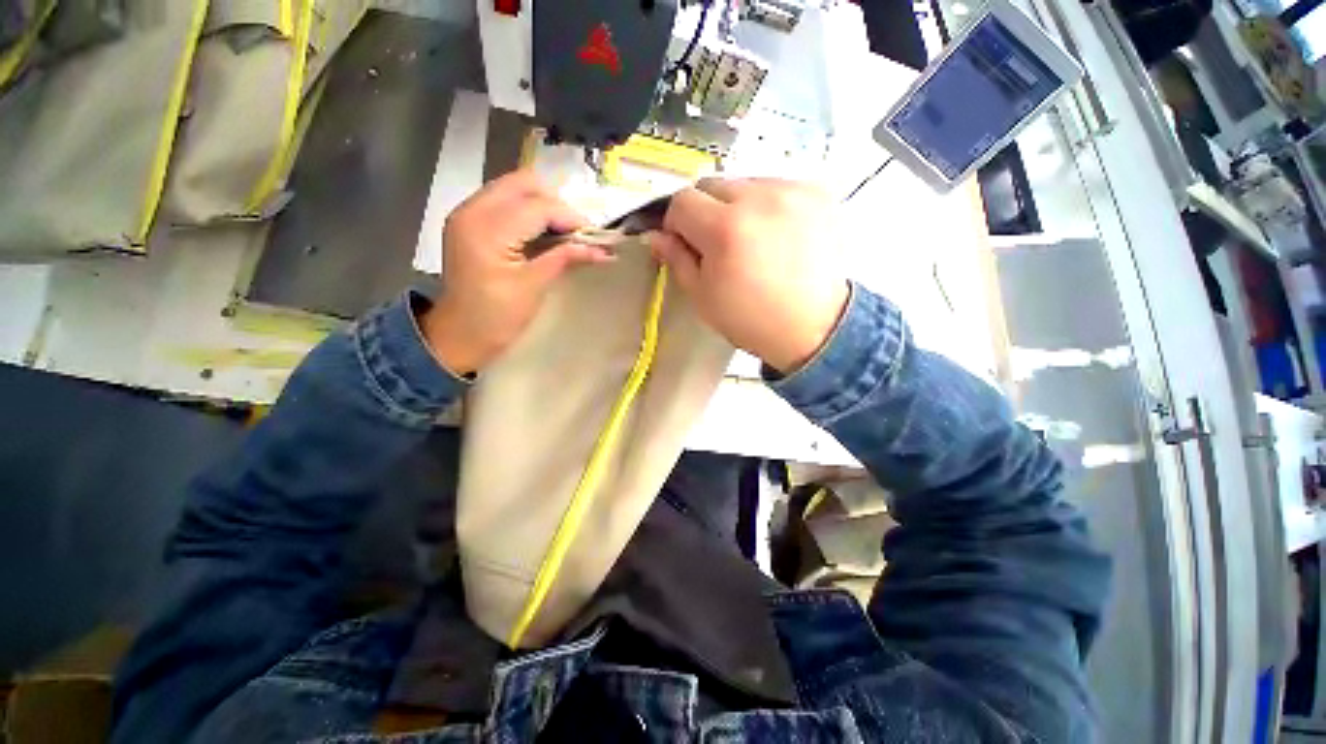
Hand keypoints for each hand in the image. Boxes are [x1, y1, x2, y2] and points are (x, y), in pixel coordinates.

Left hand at [421, 171, 611, 374]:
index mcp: (487, 229)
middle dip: (556, 204)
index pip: (539, 206)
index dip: (571, 218)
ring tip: (562, 235)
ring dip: (543, 206)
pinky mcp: (470, 222)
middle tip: (575, 234)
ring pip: (515, 188)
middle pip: (524, 183)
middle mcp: (473, 210)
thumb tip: (603, 250)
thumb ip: (565, 259)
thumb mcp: (534, 287)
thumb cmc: (496, 317)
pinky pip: (505, 201)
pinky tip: (542, 235)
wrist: (459, 335)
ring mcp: (468, 213)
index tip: (594, 238)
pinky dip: (528, 212)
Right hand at [650, 178, 849, 373]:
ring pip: (743, 183)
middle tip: (716, 243)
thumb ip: (677, 259)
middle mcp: (758, 198)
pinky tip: (775, 234)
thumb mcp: (703, 297)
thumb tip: (655, 236)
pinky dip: (765, 205)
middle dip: (704, 211)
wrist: (814, 327)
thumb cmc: (751, 320)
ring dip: (736, 206)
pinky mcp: (816, 192)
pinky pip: (774, 187)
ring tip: (750, 240)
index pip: (681, 201)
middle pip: (711, 185)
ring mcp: (791, 191)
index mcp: (725, 229)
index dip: (675, 222)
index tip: (683, 242)